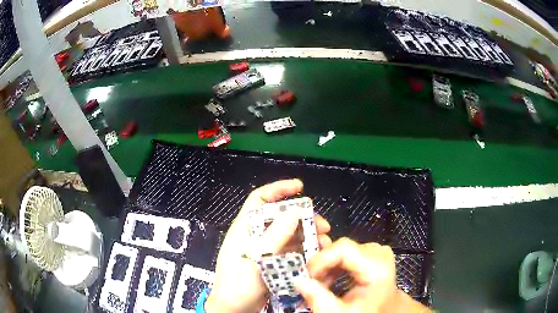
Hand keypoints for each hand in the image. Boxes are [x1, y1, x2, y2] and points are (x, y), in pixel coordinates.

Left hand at [205, 179, 331, 312]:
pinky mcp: (275, 263)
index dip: (279, 189)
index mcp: (246, 228)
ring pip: (291, 234)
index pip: (260, 199)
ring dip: (309, 235)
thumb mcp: (254, 259)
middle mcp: (257, 235)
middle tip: (324, 226)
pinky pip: (293, 250)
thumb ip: (273, 237)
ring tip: (325, 242)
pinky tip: (318, 254)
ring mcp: (267, 250)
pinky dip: (306, 249)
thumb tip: (293, 212)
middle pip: (282, 217)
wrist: (234, 309)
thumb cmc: (238, 284)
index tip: (300, 187)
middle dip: (304, 217)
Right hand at [295, 238, 429, 312]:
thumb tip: (298, 280)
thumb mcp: (340, 312)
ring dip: (329, 266)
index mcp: (377, 269)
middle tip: (313, 282)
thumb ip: (317, 298)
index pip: (344, 248)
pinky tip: (332, 279)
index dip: (321, 259)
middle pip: (344, 247)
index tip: (308, 275)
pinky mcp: (376, 255)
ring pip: (345, 250)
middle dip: (323, 264)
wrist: (386, 312)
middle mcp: (381, 255)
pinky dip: (337, 265)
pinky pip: (351, 253)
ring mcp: (380, 253)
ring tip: (322, 284)